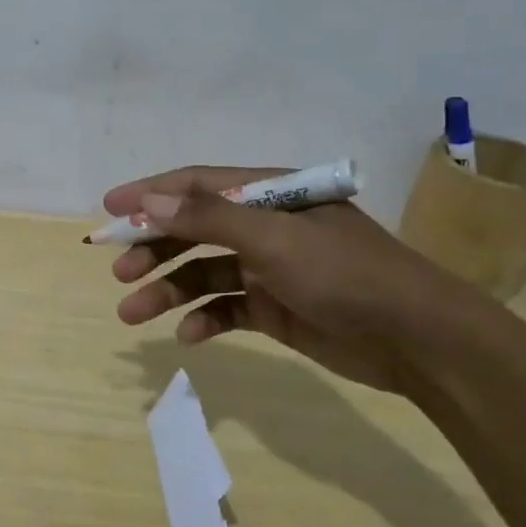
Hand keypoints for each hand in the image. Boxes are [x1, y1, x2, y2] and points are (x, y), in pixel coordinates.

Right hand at [104, 166, 485, 394]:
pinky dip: (203, 319)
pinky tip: (188, 335)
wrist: (418, 341)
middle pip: (192, 230)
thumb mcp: (274, 240)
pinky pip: (225, 308)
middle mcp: (263, 226)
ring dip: (167, 290)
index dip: (149, 194)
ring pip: (201, 273)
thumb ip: (209, 218)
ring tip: (132, 312)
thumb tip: (148, 203)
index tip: (107, 209)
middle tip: (118, 270)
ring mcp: (268, 269)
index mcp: (268, 195)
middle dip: (152, 249)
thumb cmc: (346, 274)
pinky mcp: (274, 308)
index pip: (195, 184)